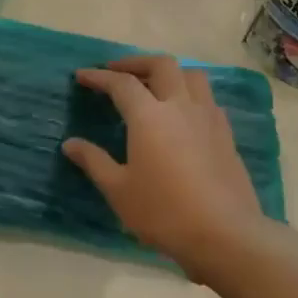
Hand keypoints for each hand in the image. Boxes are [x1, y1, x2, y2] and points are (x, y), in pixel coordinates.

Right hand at [62, 55, 264, 265]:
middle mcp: (181, 106)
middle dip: (136, 63)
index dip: (99, 77)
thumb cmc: (164, 212)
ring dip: (169, 73)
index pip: (121, 84)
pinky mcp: (226, 134)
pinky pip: (207, 98)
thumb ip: (94, 161)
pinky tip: (181, 114)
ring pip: (192, 75)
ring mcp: (208, 118)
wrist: (225, 234)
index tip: (82, 75)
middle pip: (162, 65)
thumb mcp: (119, 190)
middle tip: (117, 72)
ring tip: (153, 85)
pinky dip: (189, 93)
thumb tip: (71, 144)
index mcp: (149, 116)